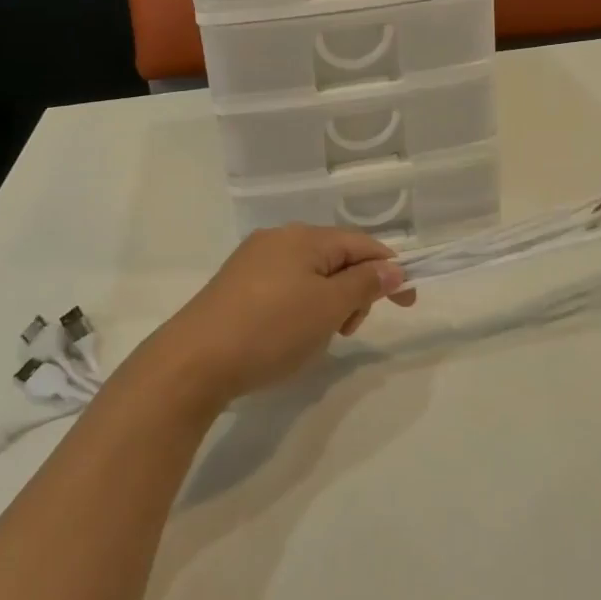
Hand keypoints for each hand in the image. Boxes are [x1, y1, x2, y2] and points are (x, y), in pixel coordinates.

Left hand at [144, 225, 417, 411]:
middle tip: (345, 331)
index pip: (362, 244)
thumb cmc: (270, 331)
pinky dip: (301, 308)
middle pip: (337, 258)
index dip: (390, 271)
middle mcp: (279, 238)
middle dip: (354, 292)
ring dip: (328, 303)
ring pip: (311, 275)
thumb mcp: (328, 308)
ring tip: (315, 339)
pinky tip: (288, 336)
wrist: (193, 362)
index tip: (408, 305)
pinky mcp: (236, 284)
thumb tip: (393, 266)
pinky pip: (286, 287)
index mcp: (305, 237)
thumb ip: (365, 284)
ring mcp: (254, 260)